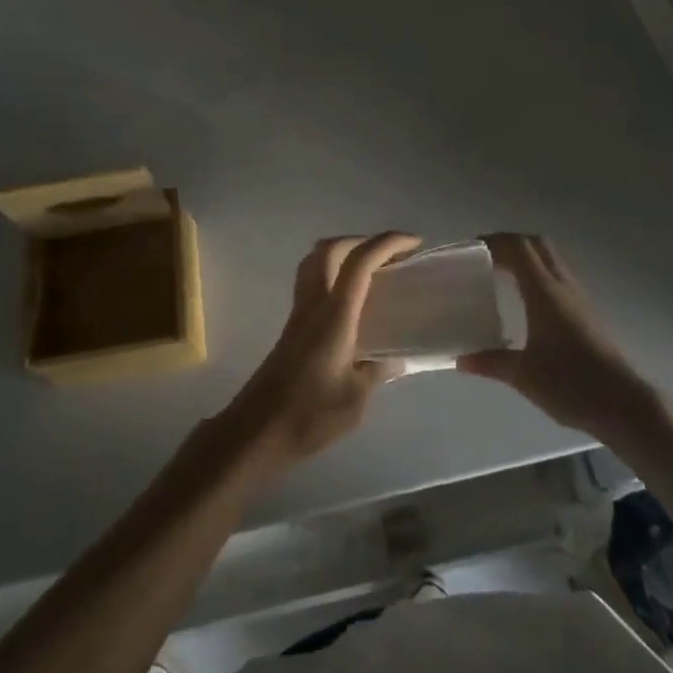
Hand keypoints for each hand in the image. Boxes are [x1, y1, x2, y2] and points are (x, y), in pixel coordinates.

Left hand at [220, 232, 418, 479]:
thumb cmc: (309, 415)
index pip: (360, 262)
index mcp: (335, 314)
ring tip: (372, 270)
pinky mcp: (292, 327)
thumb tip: (395, 360)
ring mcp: (299, 313)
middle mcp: (314, 303)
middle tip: (391, 255)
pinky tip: (352, 302)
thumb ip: (377, 372)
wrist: (257, 431)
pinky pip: (312, 282)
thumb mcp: (356, 399)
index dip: (388, 243)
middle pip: (331, 248)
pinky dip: (333, 275)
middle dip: (362, 240)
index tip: (414, 243)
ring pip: (315, 261)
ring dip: (344, 253)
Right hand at [457, 233, 659, 439]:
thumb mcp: (523, 376)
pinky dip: (537, 274)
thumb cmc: (571, 384)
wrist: (624, 405)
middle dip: (507, 243)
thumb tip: (461, 361)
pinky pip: (557, 276)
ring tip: (499, 273)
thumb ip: (490, 363)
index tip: (468, 251)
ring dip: (524, 256)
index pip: (518, 248)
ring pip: (549, 258)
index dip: (492, 242)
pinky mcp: (586, 312)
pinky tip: (524, 299)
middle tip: (482, 257)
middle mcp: (562, 286)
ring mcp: (578, 297)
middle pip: (535, 244)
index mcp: (544, 292)